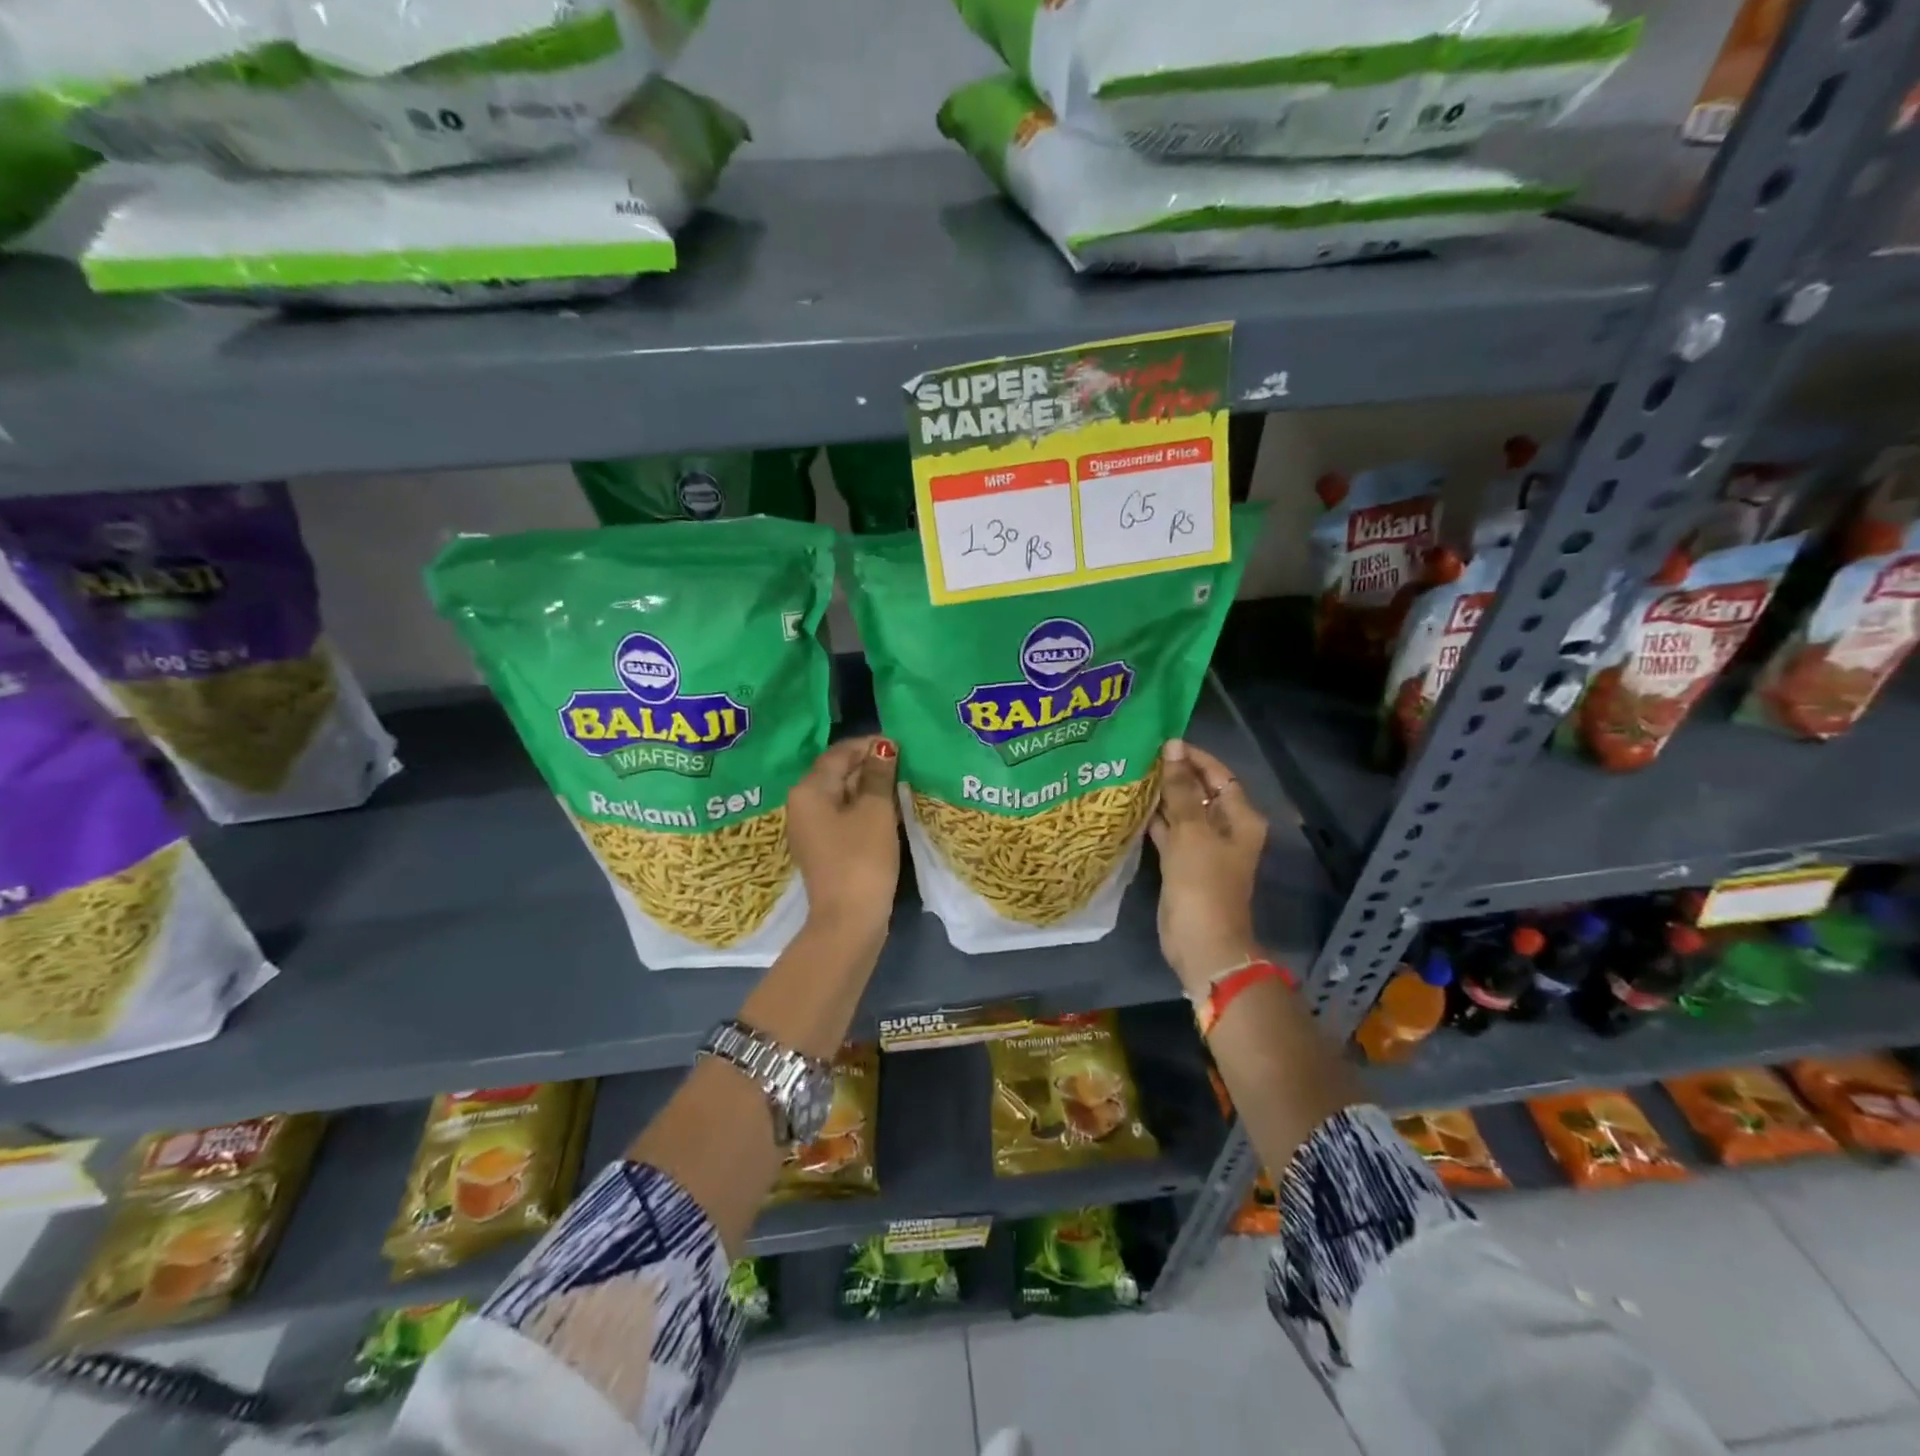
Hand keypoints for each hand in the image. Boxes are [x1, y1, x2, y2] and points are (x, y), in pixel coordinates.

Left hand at [786, 735, 900, 940]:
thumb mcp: (875, 811)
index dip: (869, 745)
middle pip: (838, 773)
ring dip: (870, 788)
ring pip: (843, 796)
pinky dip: (866, 809)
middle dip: (871, 766)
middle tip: (906, 764)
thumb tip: (883, 747)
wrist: (849, 920)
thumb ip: (878, 775)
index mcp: (809, 790)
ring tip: (903, 784)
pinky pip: (844, 817)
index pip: (839, 753)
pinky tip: (891, 810)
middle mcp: (803, 805)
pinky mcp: (825, 848)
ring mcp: (812, 829)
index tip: (900, 744)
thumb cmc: (862, 858)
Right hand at [1148, 739, 1266, 995]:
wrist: (1201, 942)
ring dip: (1161, 796)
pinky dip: (1154, 820)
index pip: (1218, 774)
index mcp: (1239, 817)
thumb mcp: (1192, 831)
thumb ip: (1180, 789)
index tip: (1161, 742)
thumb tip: (1172, 747)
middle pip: (1199, 791)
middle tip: (1138, 755)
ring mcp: (1203, 847)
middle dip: (1173, 774)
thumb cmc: (1203, 883)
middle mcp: (1225, 828)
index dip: (1192, 757)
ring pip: (1181, 811)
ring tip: (1129, 774)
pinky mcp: (1183, 863)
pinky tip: (1130, 806)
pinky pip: (1169, 832)